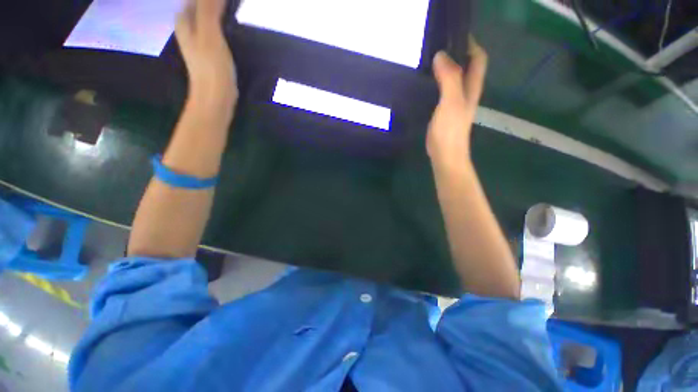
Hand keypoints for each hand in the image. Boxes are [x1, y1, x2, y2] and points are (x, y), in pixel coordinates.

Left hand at [176, 0, 237, 105]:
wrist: (215, 97)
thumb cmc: (211, 67)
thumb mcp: (209, 34)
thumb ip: (208, 9)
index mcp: (185, 23)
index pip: (193, 1)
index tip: (223, 1)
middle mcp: (190, 31)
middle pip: (199, 8)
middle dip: (211, 4)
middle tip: (229, 5)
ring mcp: (200, 44)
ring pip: (207, 21)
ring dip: (218, 15)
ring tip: (232, 12)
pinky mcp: (211, 55)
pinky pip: (215, 34)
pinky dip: (222, 28)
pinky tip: (232, 30)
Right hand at [427, 37, 487, 169]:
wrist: (445, 156)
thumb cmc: (450, 131)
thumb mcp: (451, 103)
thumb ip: (449, 79)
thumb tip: (441, 55)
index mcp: (471, 89)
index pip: (478, 59)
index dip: (470, 45)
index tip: (453, 37)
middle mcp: (466, 94)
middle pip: (467, 67)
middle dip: (457, 54)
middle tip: (438, 47)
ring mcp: (455, 104)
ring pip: (454, 79)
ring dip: (446, 68)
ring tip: (430, 62)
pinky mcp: (444, 113)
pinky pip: (443, 92)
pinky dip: (437, 83)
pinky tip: (427, 83)